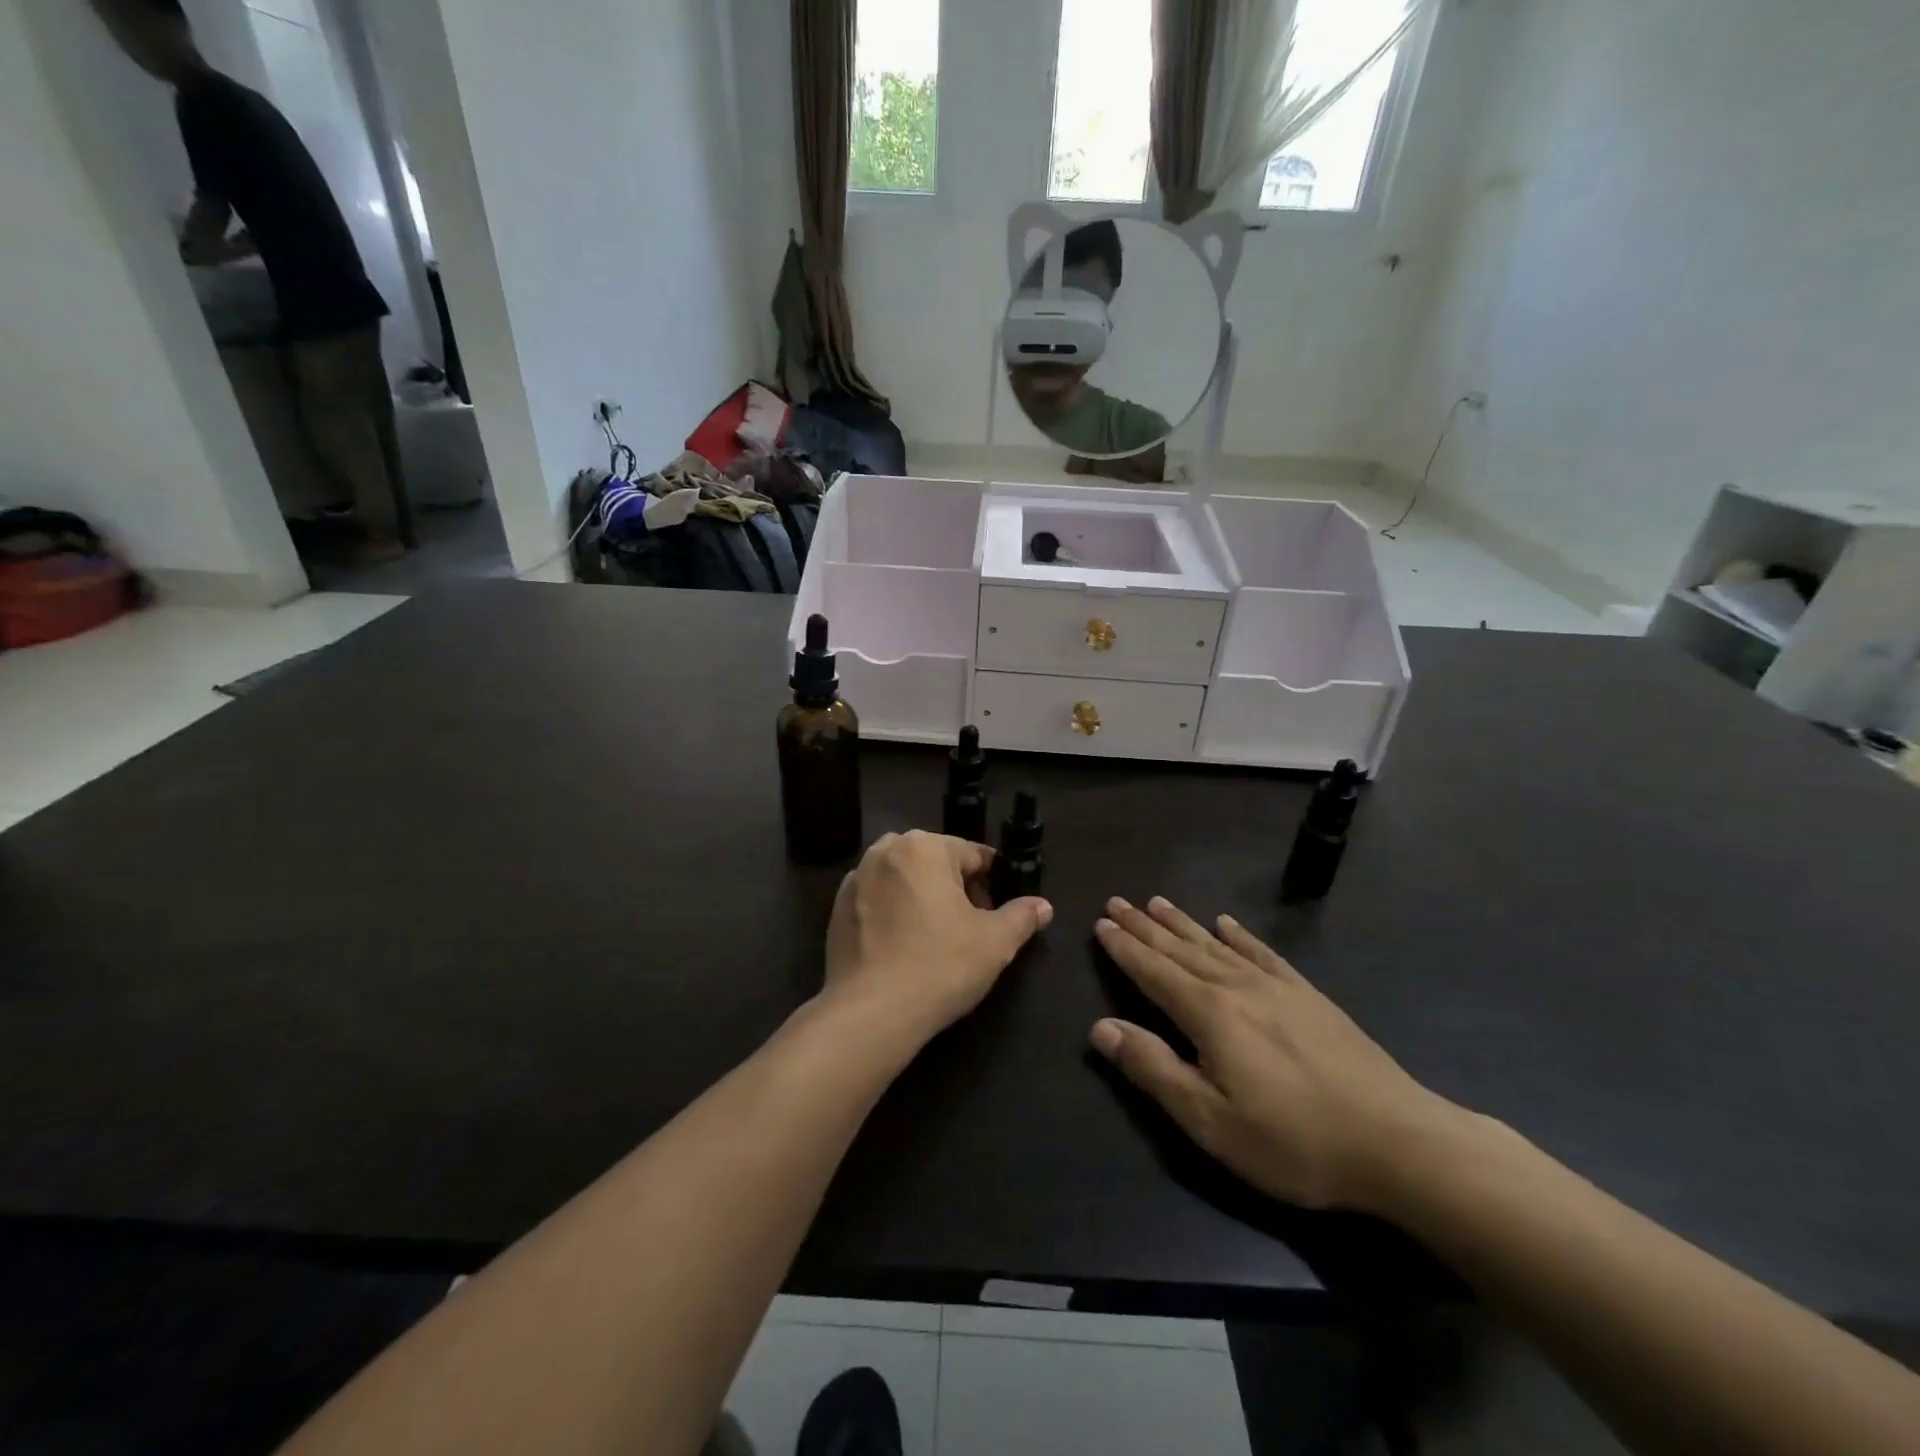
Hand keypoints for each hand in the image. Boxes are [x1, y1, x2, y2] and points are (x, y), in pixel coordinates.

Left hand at [823, 832, 1051, 1045]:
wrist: (871, 1013)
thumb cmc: (940, 966)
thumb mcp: (995, 942)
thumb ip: (1022, 916)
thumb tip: (1043, 906)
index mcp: (925, 846)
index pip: (974, 855)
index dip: (993, 884)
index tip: (998, 914)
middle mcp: (886, 850)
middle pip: (936, 863)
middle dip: (957, 889)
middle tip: (971, 930)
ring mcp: (856, 878)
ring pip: (905, 879)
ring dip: (924, 899)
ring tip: (936, 940)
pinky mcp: (836, 908)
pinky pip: (878, 900)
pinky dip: (893, 914)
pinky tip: (903, 947)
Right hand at [1090, 896, 1458, 1213]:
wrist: (1398, 1142)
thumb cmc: (1294, 1141)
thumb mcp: (1211, 1121)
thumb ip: (1153, 1069)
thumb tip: (1101, 1027)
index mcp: (1209, 1014)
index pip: (1153, 972)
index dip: (1124, 948)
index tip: (1101, 923)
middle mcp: (1237, 987)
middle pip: (1180, 950)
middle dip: (1144, 927)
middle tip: (1117, 902)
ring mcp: (1277, 987)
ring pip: (1216, 944)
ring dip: (1182, 923)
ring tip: (1156, 902)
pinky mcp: (1309, 996)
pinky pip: (1263, 953)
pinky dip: (1240, 935)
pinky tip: (1227, 923)